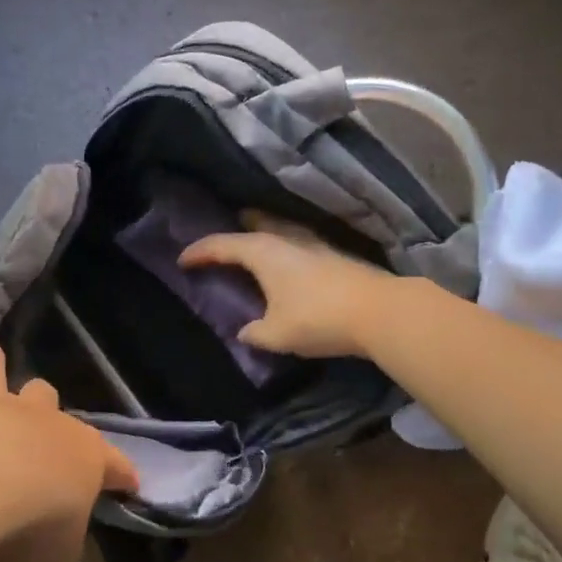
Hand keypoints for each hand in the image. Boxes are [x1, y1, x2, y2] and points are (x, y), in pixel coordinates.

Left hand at [0, 345, 137, 561]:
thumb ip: (60, 539)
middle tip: (32, 444)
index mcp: (83, 457)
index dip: (121, 474)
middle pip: (48, 398)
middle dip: (45, 413)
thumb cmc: (29, 526)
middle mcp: (42, 421)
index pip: (114, 464)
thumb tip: (53, 533)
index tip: (127, 483)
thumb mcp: (57, 555)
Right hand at [178, 211, 396, 358]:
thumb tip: (245, 332)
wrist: (379, 312)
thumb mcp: (277, 334)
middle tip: (222, 235)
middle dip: (235, 230)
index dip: (200, 252)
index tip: (182, 259)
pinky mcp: (333, 256)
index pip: (223, 245)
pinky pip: (296, 245)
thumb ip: (255, 332)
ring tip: (253, 243)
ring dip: (263, 235)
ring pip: (279, 232)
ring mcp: (314, 245)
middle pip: (254, 227)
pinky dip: (283, 249)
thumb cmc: (318, 318)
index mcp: (264, 252)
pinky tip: (288, 263)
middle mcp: (287, 240)